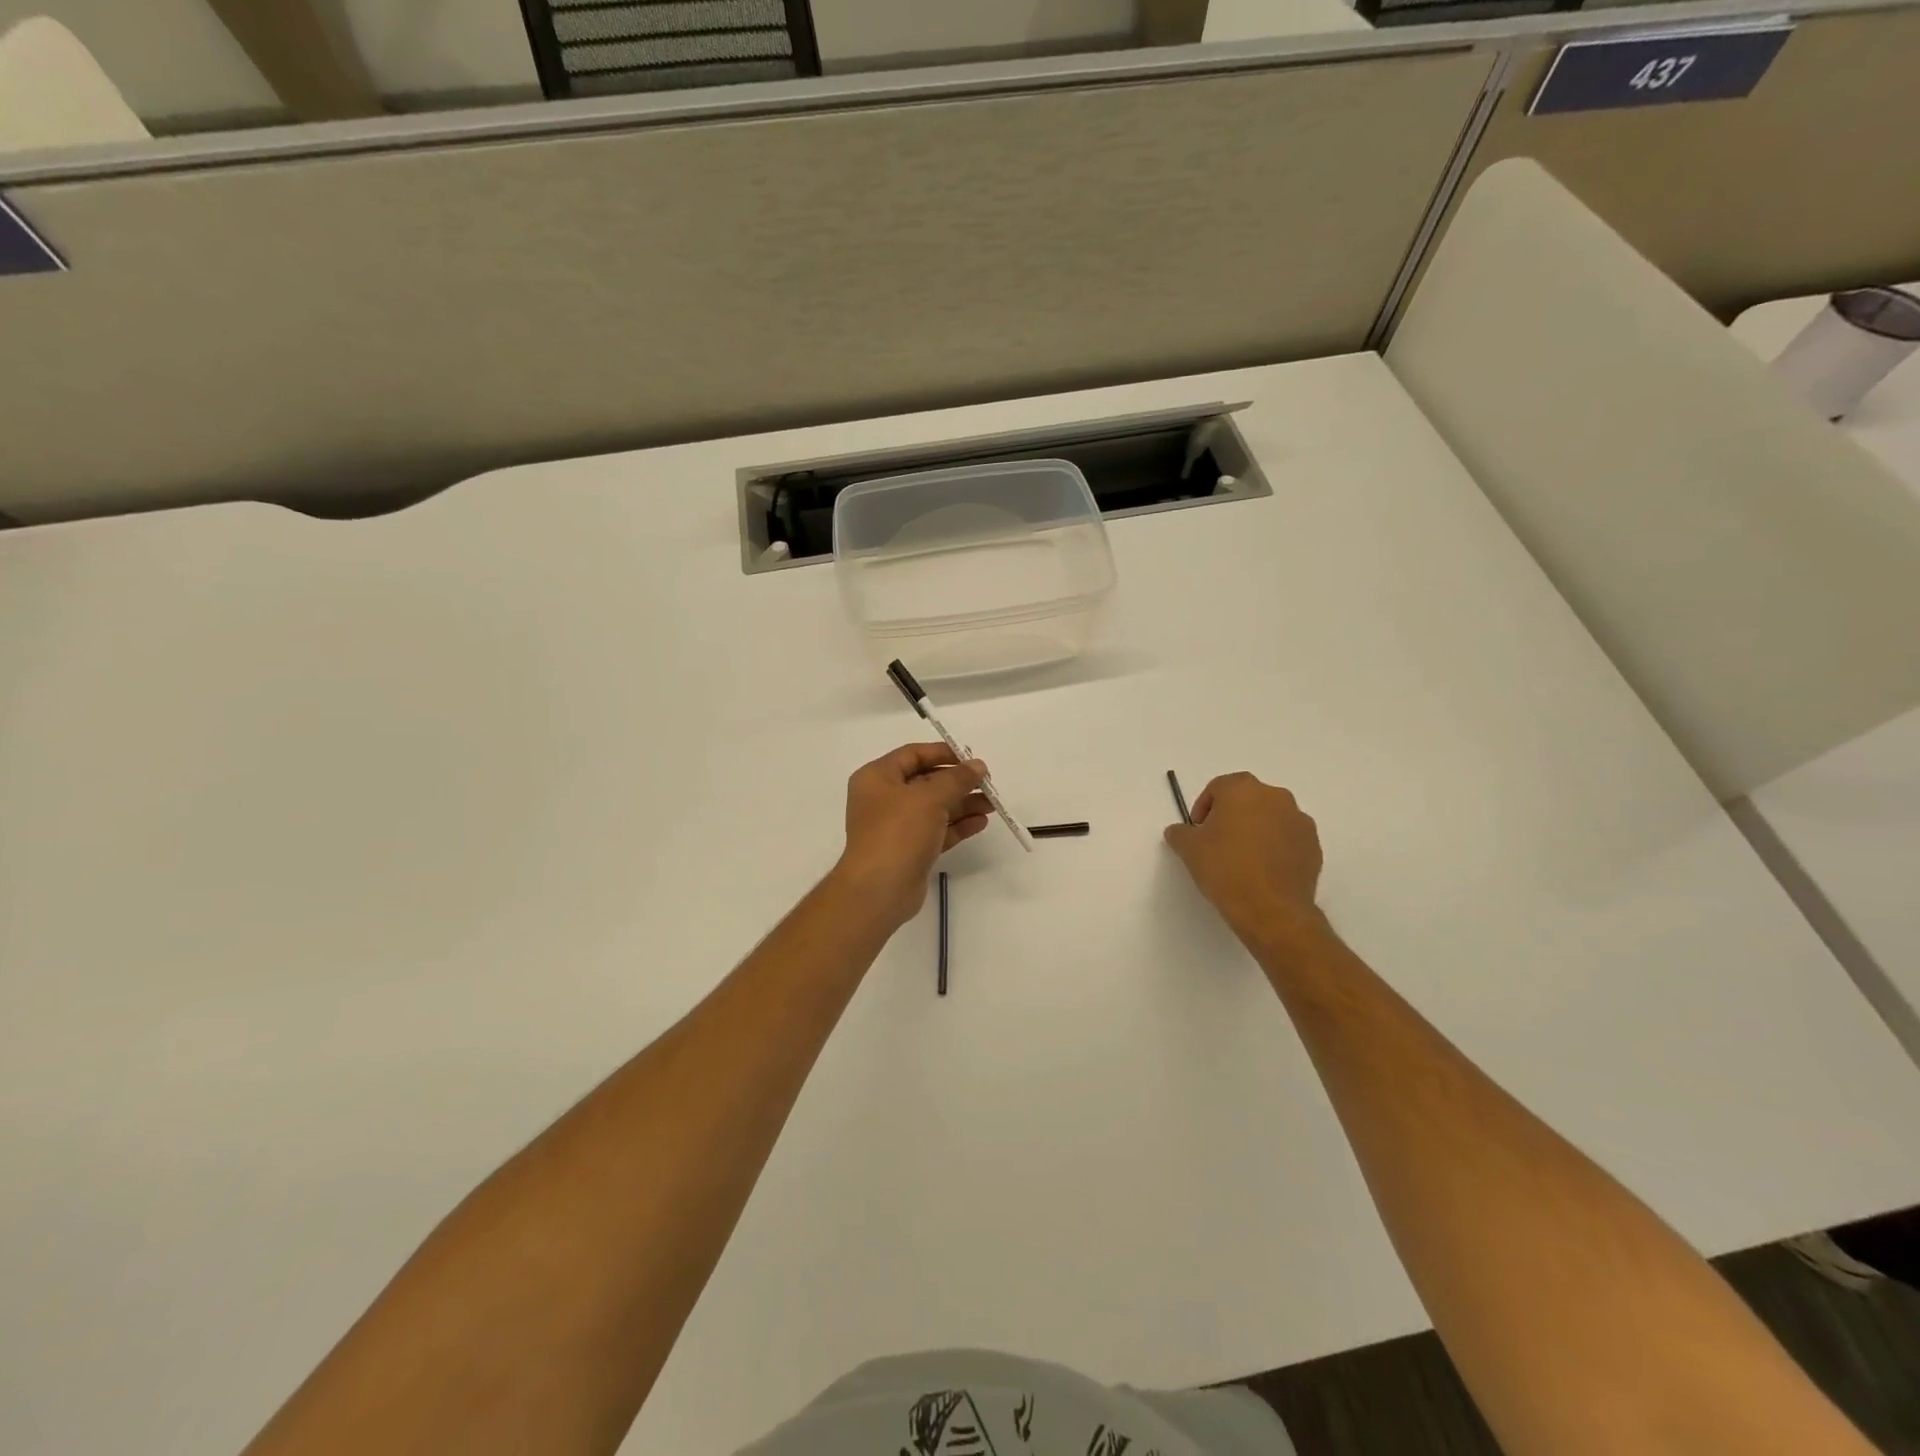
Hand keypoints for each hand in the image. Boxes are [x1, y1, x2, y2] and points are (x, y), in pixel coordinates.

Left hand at [832, 743, 992, 929]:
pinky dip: (957, 825)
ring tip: (992, 805)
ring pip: (934, 808)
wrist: (879, 890)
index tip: (972, 759)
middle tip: (988, 784)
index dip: (943, 753)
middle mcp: (884, 798)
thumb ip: (956, 779)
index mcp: (877, 777)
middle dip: (958, 782)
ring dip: (963, 804)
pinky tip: (980, 823)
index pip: (913, 754)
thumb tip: (977, 766)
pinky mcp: (910, 850)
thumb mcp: (929, 797)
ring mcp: (896, 826)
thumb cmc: (898, 832)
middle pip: (926, 781)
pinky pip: (937, 830)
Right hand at [1164, 772, 1327, 947]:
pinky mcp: (1314, 846)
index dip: (1204, 807)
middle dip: (1232, 815)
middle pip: (1247, 799)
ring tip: (1242, 858)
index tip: (1198, 830)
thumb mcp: (1189, 849)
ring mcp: (1299, 821)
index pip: (1218, 787)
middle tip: (1218, 841)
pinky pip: (1288, 838)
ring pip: (1270, 817)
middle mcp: (1275, 797)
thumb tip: (1180, 831)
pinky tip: (1263, 870)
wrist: (1271, 909)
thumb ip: (1180, 833)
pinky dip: (1276, 847)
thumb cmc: (1226, 869)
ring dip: (1256, 830)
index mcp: (1243, 789)